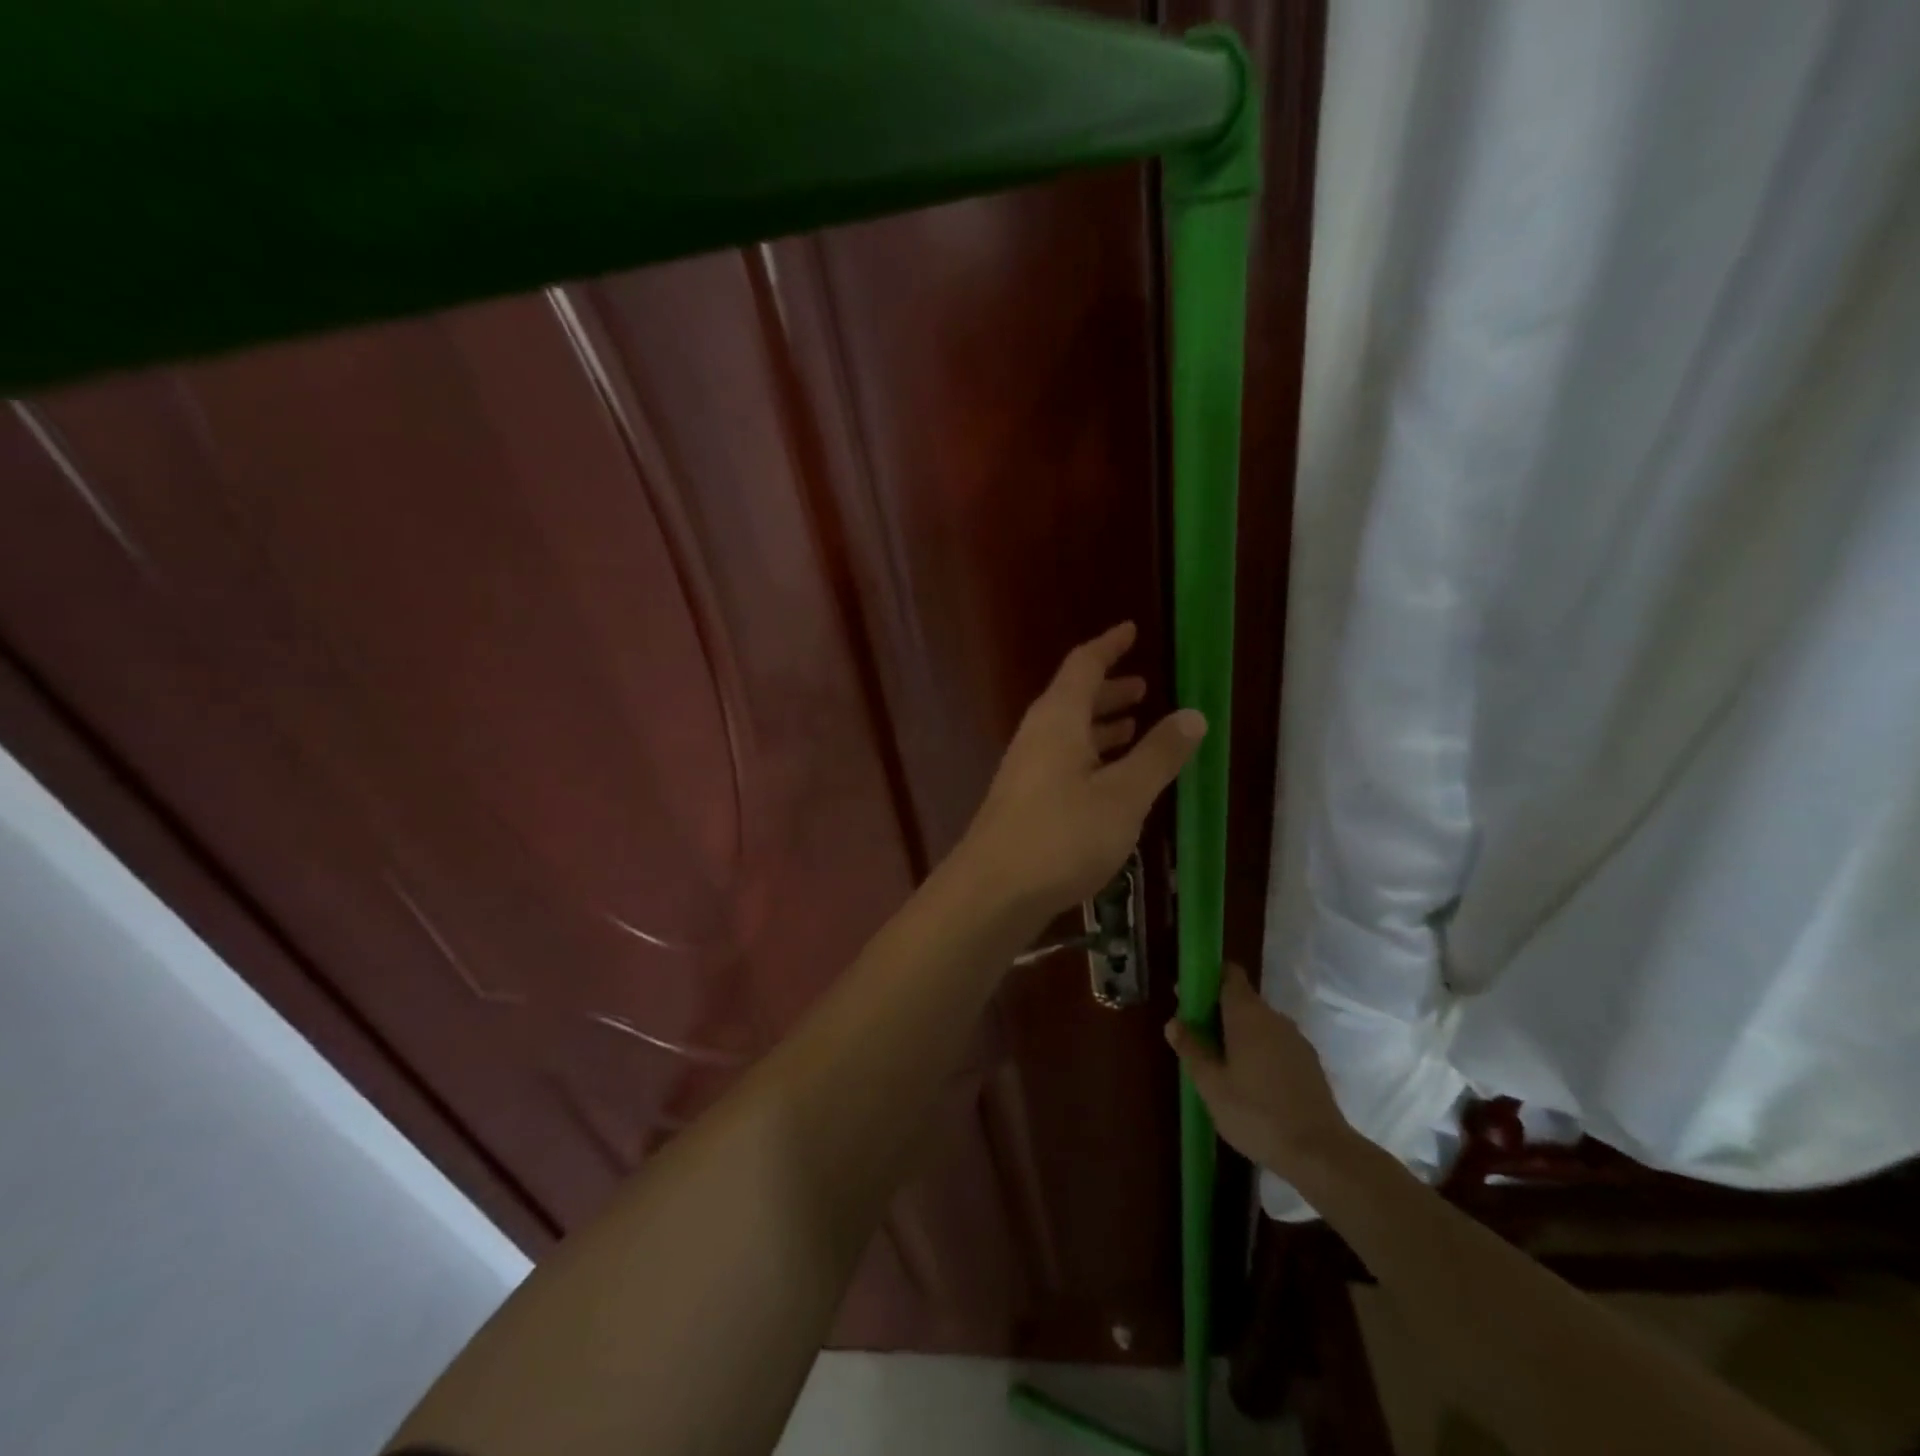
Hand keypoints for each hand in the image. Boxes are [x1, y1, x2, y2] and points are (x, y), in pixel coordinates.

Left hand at [956, 622, 1205, 916]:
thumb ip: (1158, 754)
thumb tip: (1192, 714)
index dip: (1109, 646)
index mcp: (1058, 719)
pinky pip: (1062, 762)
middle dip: (1109, 690)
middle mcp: (1037, 735)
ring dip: (1100, 726)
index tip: (1131, 631)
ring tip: (1134, 727)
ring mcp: (1025, 769)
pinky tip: (1110, 781)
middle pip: (1074, 699)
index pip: (1084, 665)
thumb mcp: (1123, 795)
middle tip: (1142, 688)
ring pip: (1068, 733)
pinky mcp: (1023, 801)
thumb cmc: (1062, 835)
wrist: (993, 891)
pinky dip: (1090, 757)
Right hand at [1166, 962, 1356, 1177]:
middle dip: (1218, 1012)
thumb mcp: (1211, 1085)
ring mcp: (1296, 1040)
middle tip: (1197, 1039)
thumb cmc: (1256, 1113)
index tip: (1189, 997)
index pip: (1229, 974)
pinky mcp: (1310, 1063)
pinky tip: (1251, 1084)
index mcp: (1247, 1014)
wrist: (1321, 1153)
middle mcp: (1274, 1018)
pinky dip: (1260, 1052)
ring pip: (1260, 1025)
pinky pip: (1276, 1045)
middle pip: (1242, 1000)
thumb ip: (1191, 1049)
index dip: (1207, 978)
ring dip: (1239, 1035)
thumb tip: (1174, 1022)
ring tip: (1221, 1066)